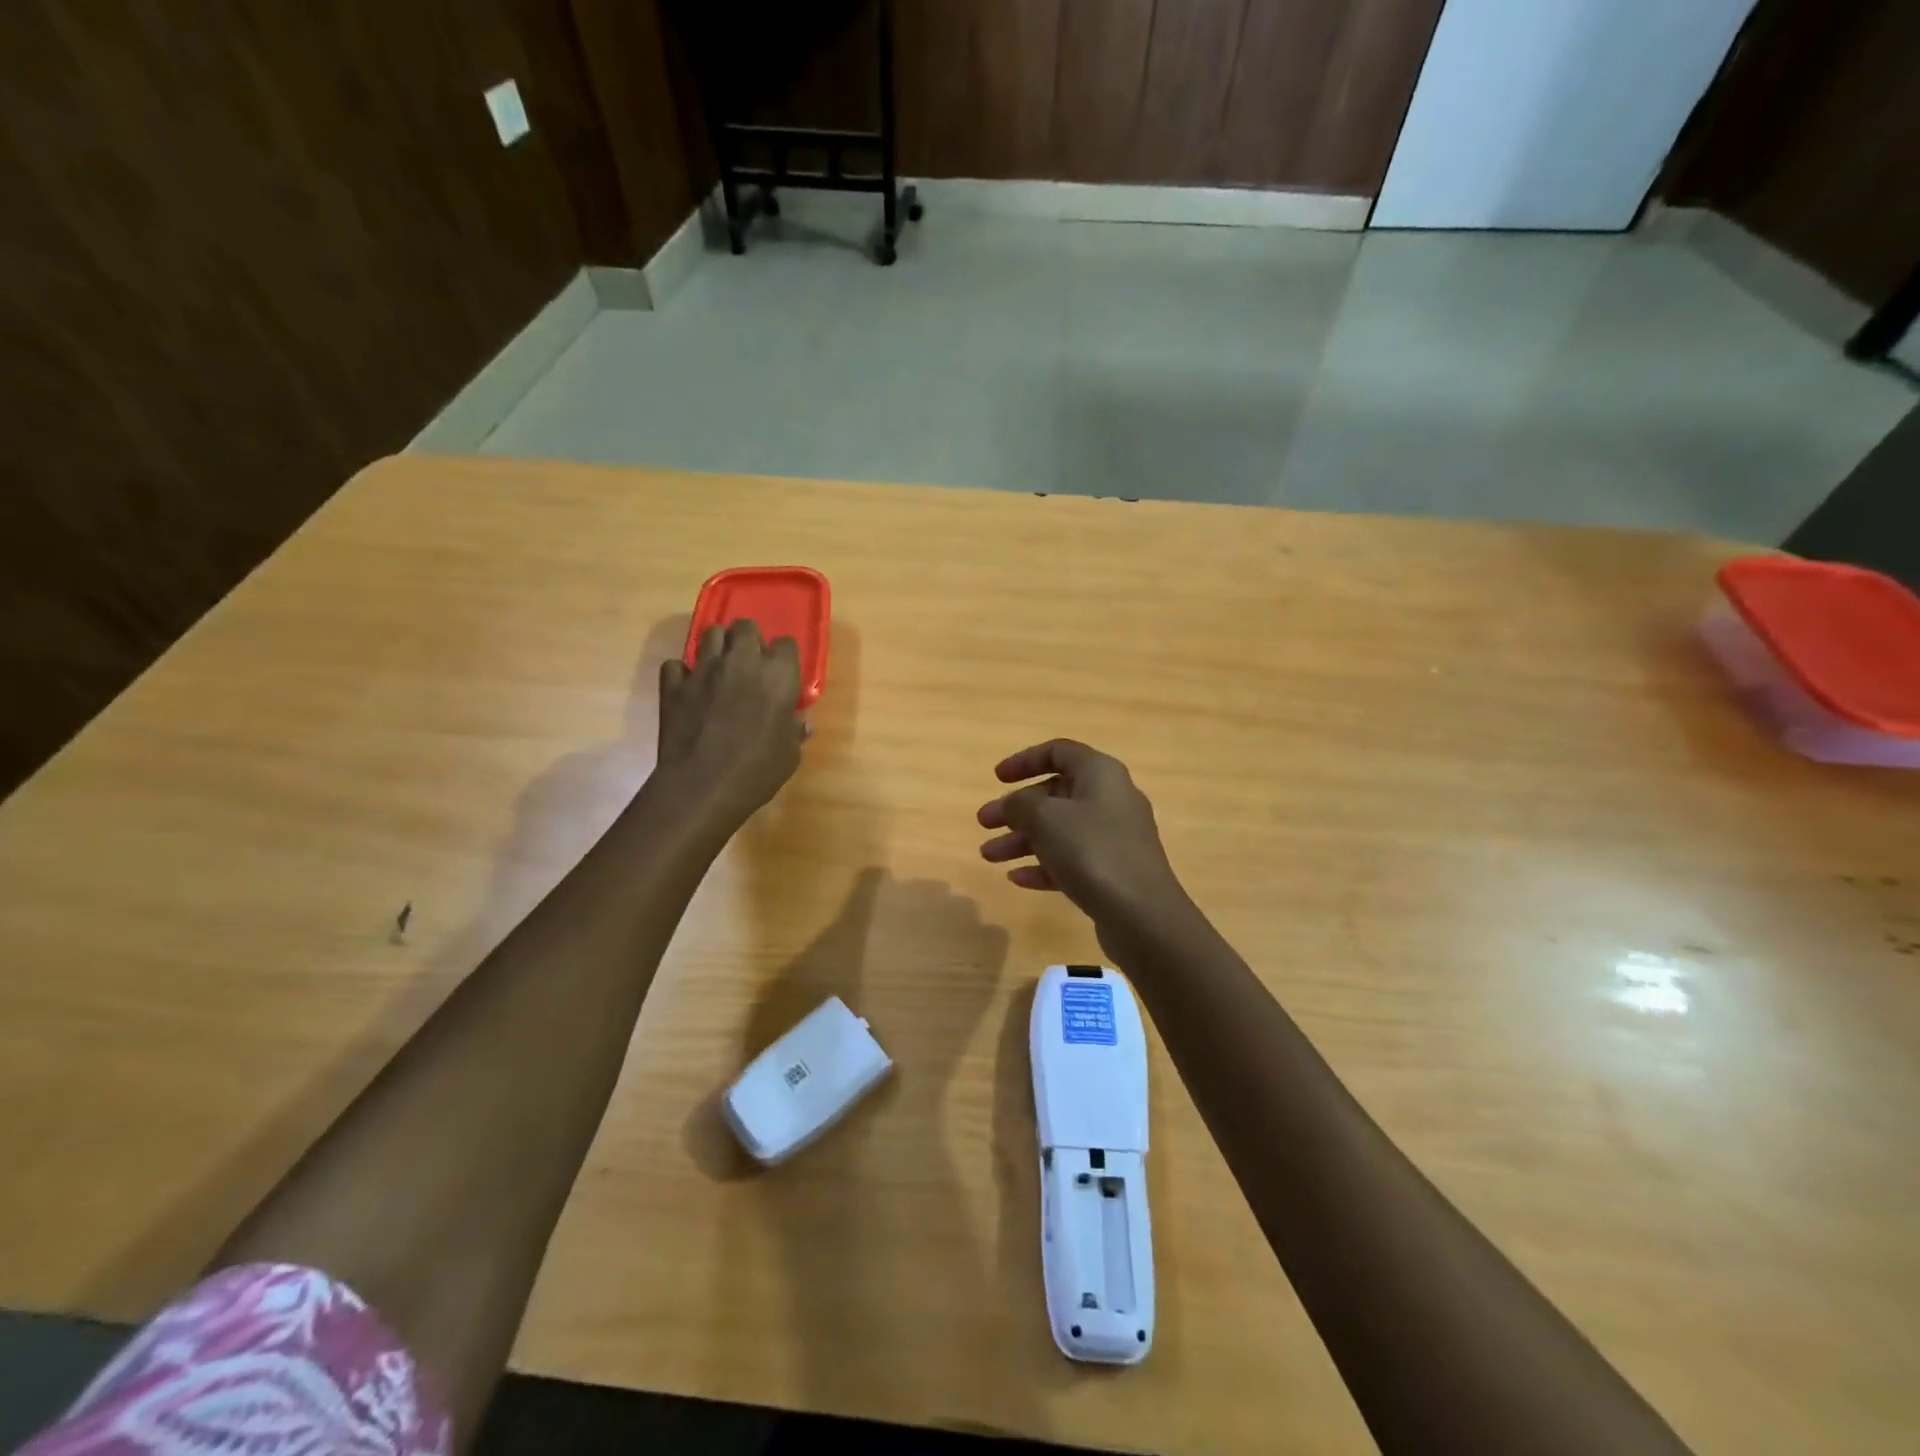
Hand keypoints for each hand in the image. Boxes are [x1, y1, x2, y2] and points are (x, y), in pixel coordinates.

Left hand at [656, 620, 805, 828]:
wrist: (702, 786)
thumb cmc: (757, 771)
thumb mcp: (789, 756)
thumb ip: (794, 732)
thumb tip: (800, 723)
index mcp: (778, 676)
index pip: (786, 644)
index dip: (784, 657)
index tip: (782, 674)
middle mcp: (742, 662)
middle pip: (745, 626)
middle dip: (749, 639)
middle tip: (750, 663)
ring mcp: (704, 670)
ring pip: (710, 633)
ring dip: (718, 646)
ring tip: (721, 668)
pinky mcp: (674, 685)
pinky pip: (676, 665)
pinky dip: (682, 673)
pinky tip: (689, 688)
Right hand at [977, 740, 1192, 954]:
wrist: (1141, 914)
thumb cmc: (1091, 852)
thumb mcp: (1045, 819)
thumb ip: (1020, 805)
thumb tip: (1013, 805)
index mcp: (1100, 773)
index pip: (1059, 752)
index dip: (1025, 760)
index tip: (996, 778)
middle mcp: (1110, 799)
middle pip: (1055, 794)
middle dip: (1016, 809)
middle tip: (984, 823)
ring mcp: (1114, 837)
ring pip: (1060, 829)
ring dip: (1022, 840)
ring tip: (988, 856)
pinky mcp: (1113, 870)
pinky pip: (1072, 859)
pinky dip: (1044, 864)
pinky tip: (1017, 879)